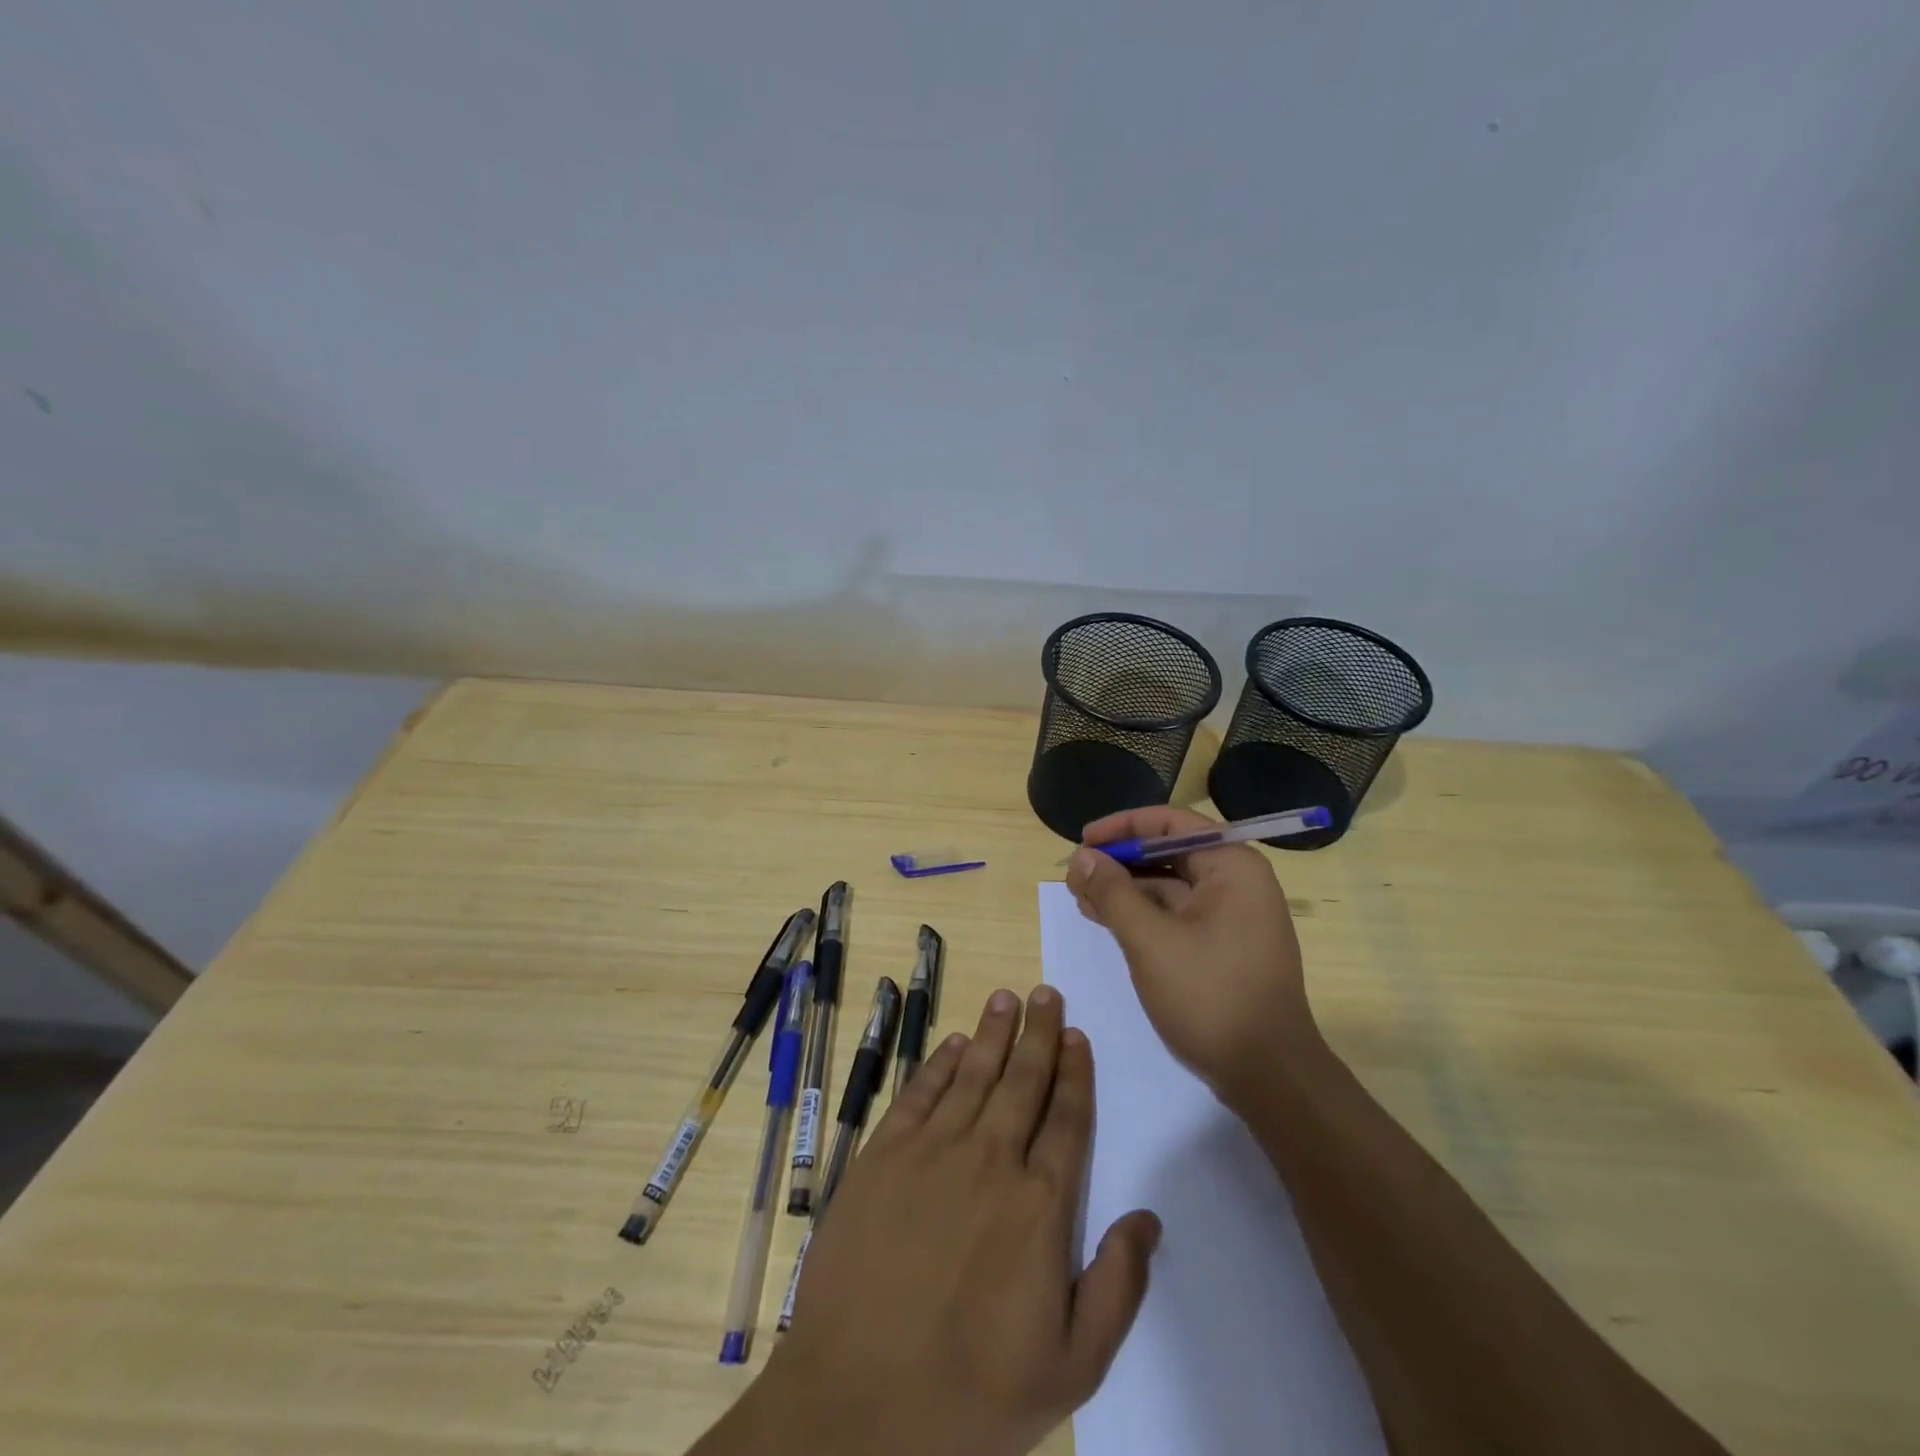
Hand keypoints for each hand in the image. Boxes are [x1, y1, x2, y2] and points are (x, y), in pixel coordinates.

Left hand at [699, 987, 1159, 1455]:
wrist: (856, 1402)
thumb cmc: (971, 1393)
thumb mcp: (1069, 1367)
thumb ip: (1117, 1288)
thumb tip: (1148, 1218)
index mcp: (1039, 1205)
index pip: (1067, 1119)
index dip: (1075, 1073)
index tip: (1078, 1035)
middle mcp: (990, 1159)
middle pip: (1022, 1081)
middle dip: (1038, 1033)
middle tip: (1046, 992)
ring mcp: (932, 1151)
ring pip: (973, 1074)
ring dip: (992, 1033)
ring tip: (1006, 997)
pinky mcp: (883, 1155)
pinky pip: (919, 1093)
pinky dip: (939, 1064)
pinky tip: (952, 1043)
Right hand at [1066, 806, 1319, 1106]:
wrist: (1268, 1076)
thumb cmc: (1210, 996)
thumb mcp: (1150, 940)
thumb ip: (1113, 892)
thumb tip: (1082, 857)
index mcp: (1231, 866)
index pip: (1171, 823)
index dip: (1123, 827)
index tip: (1083, 840)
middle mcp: (1237, 882)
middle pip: (1169, 853)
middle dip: (1120, 862)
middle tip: (1075, 876)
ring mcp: (1233, 917)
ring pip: (1170, 886)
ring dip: (1126, 890)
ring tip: (1081, 899)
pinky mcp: (1223, 947)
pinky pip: (1177, 915)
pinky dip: (1142, 915)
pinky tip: (1107, 921)